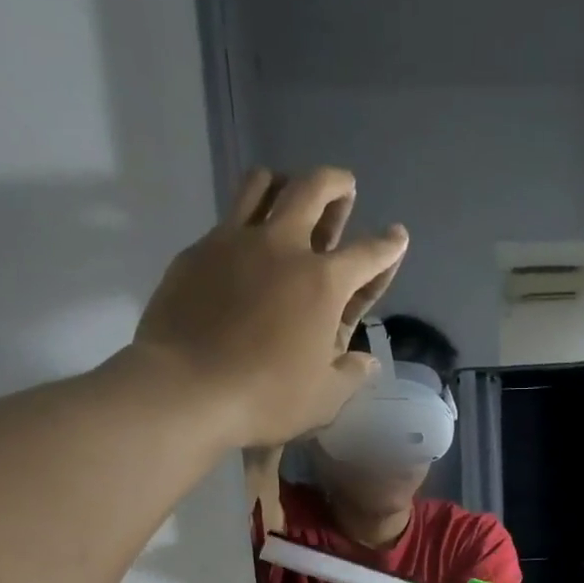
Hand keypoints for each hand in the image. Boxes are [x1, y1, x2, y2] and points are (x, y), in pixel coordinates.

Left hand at [127, 167, 407, 448]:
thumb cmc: (266, 398)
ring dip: (284, 183)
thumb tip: (366, 362)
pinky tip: (243, 242)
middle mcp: (283, 248)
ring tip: (289, 191)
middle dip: (336, 184)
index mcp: (323, 283)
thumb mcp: (324, 399)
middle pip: (314, 190)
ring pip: (262, 185)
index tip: (397, 236)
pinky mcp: (198, 251)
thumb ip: (350, 376)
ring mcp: (235, 242)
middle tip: (345, 186)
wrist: (186, 388)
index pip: (368, 254)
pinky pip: (227, 218)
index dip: (388, 245)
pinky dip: (244, 218)